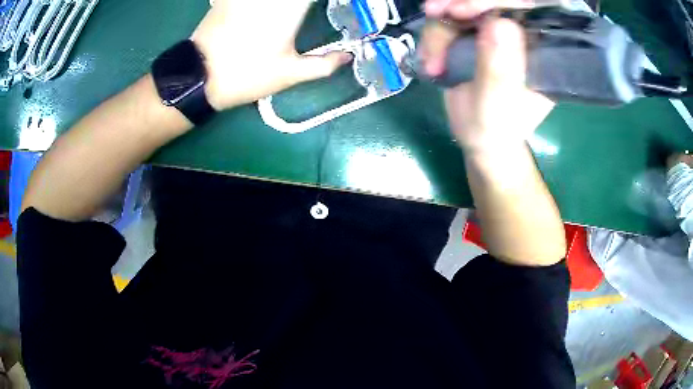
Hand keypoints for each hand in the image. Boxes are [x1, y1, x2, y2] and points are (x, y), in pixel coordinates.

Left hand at [191, 0, 351, 110]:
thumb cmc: (246, 76)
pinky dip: (257, 5)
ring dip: (281, 5)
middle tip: (305, 11)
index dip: (317, 2)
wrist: (198, 77)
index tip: (332, 6)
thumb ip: (323, 64)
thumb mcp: (289, 75)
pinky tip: (260, 11)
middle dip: (299, 5)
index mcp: (288, 9)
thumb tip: (348, 56)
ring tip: (286, 13)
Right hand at [420, 0, 553, 153]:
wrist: (479, 138)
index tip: (461, 9)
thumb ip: (498, 70)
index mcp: (536, 49)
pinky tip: (430, 61)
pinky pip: (447, 22)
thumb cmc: (495, 129)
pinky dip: (433, 39)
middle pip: (489, 3)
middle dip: (458, 4)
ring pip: (461, 8)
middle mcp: (517, 35)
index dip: (491, 1)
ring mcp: (492, 33)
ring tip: (431, 61)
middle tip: (433, 13)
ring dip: (439, 28)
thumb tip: (500, 22)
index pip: (521, 9)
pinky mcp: (471, 36)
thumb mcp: (496, 105)